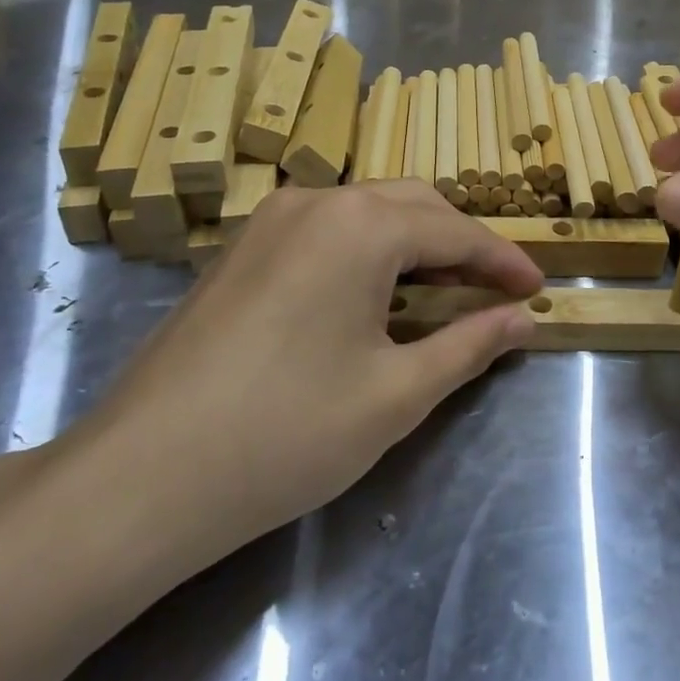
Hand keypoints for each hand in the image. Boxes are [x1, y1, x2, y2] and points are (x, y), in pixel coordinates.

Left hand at [57, 181, 541, 573]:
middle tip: (494, 293)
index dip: (504, 262)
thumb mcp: (397, 394)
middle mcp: (314, 202)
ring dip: (415, 244)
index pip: (456, 231)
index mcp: (360, 225)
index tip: (538, 291)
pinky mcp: (241, 249)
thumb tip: (523, 320)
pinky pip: (326, 230)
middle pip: (413, 205)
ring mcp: (269, 221)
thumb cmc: (286, 434)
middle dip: (462, 244)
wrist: (141, 478)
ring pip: (367, 212)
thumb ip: (470, 345)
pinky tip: (375, 297)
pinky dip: (368, 251)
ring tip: (444, 294)